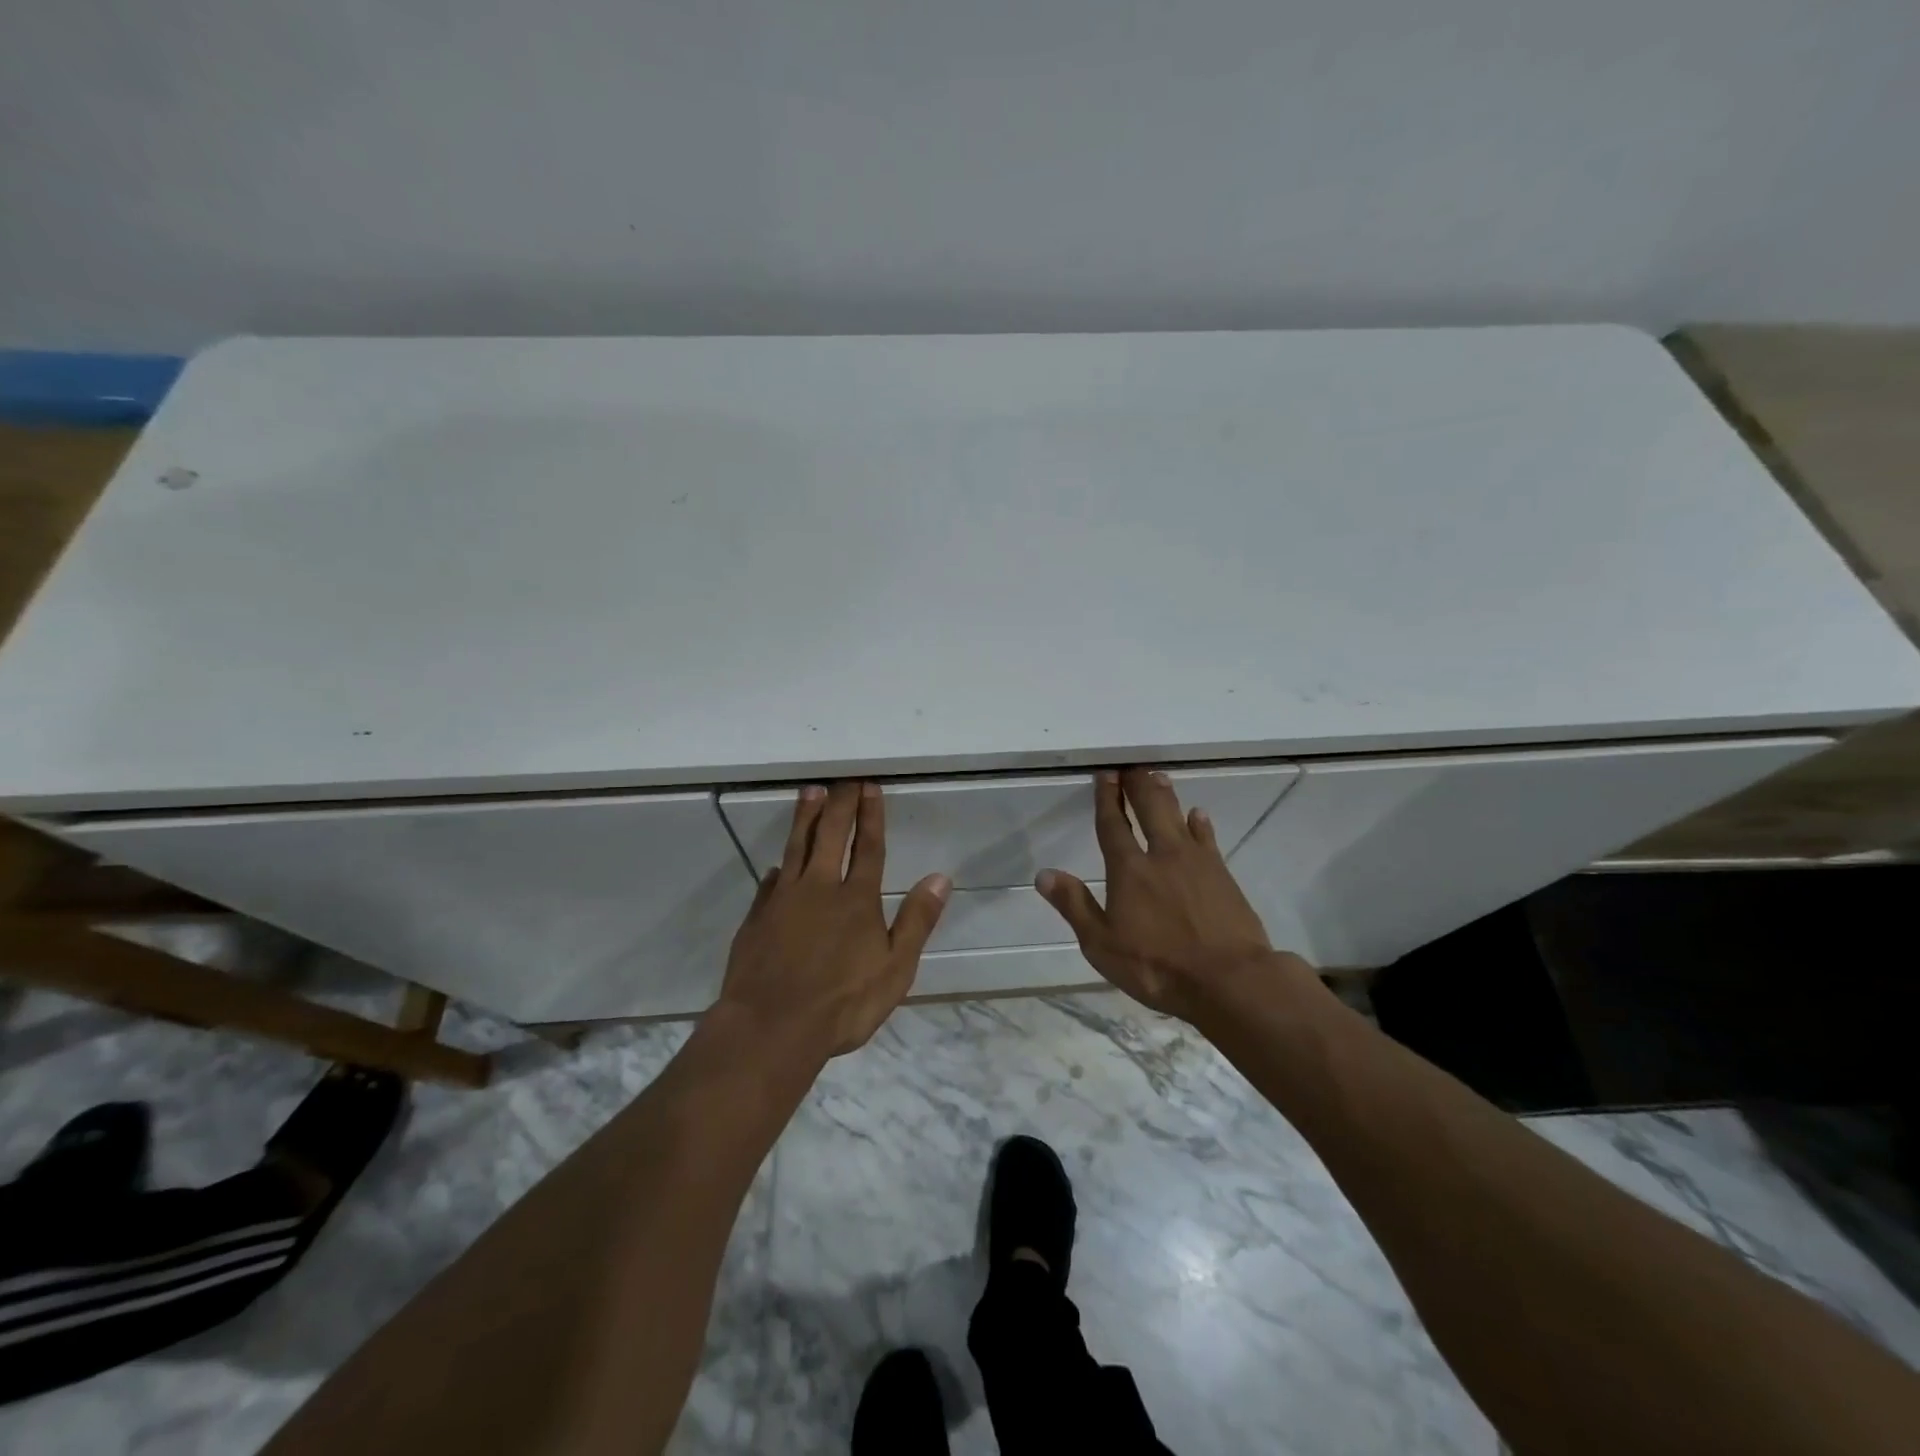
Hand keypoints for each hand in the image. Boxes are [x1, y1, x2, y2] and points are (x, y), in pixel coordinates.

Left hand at [716, 781, 950, 1058]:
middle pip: (831, 835)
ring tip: (810, 792)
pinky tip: (778, 864)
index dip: (871, 815)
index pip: (868, 847)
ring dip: (806, 817)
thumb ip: (916, 921)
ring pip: (796, 847)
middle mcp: (820, 888)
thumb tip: (940, 877)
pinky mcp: (757, 917)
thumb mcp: (895, 969)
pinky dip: (778, 867)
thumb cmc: (842, 1003)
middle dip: (840, 804)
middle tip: (844, 778)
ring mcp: (784, 900)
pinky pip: (770, 882)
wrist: (771, 1027)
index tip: (869, 786)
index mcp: (857, 900)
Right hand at [1036, 769, 1311, 1022]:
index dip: (1107, 798)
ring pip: (1178, 816)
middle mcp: (1162, 855)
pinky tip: (1198, 816)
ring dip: (1165, 795)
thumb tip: (1044, 874)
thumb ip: (1074, 905)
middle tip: (1132, 766)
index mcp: (1129, 870)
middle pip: (1149, 808)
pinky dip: (1200, 824)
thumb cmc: (1157, 966)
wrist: (1229, 980)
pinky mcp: (1223, 875)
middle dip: (1137, 785)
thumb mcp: (1102, 944)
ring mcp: (1196, 862)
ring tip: (1157, 777)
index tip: (1105, 774)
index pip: (1113, 824)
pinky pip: (1207, 839)